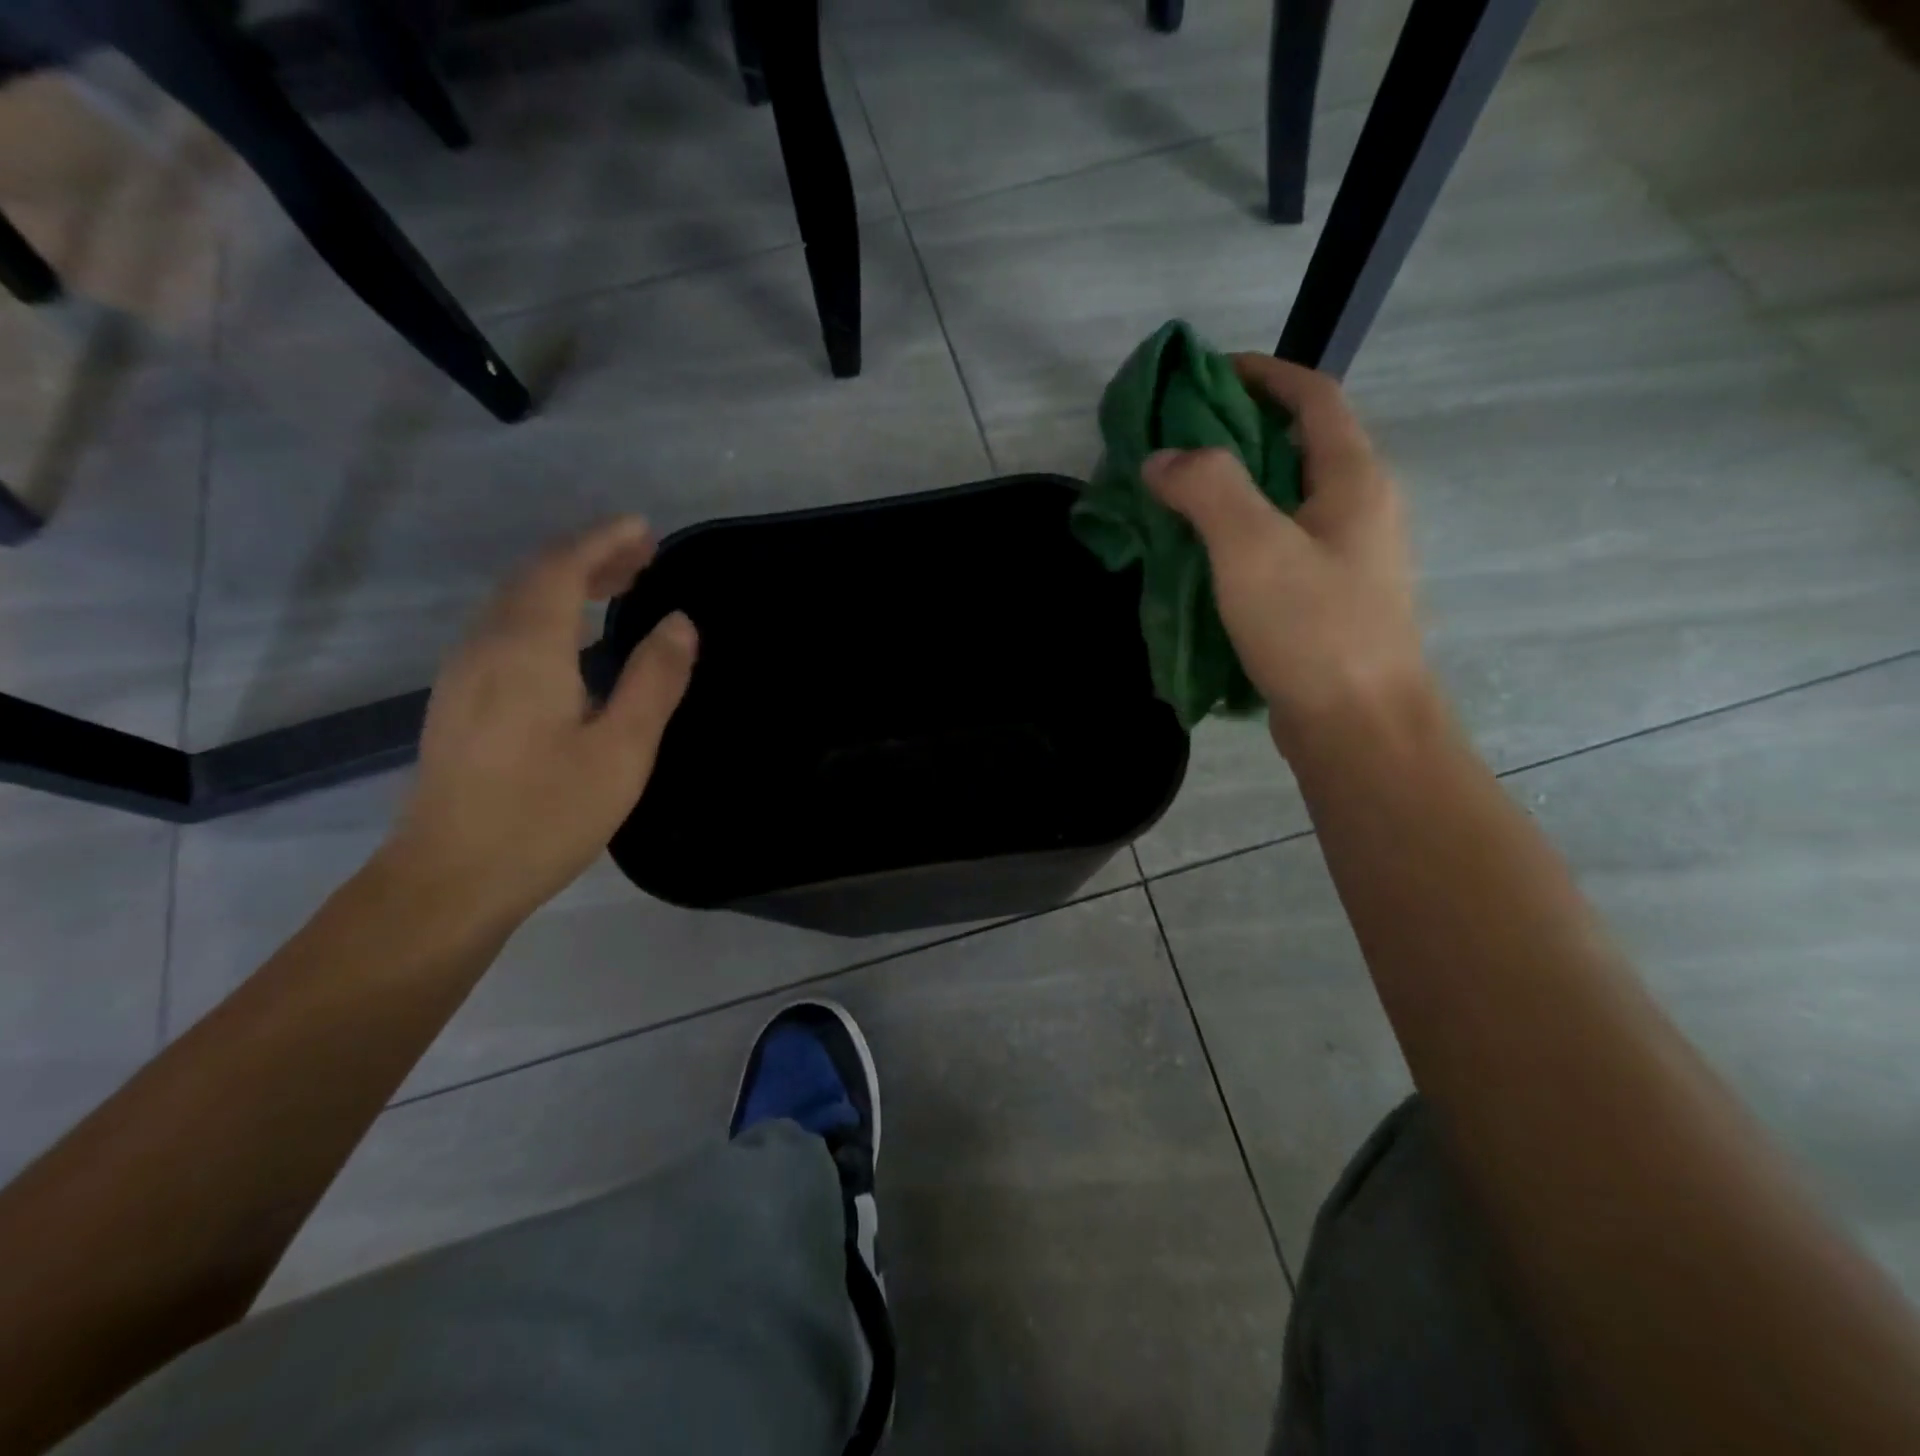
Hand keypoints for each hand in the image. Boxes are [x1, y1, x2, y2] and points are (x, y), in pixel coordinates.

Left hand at [386, 518, 696, 926]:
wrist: (450, 879)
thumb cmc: (546, 813)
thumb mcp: (622, 749)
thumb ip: (654, 680)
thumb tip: (680, 623)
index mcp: (526, 649)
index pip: (561, 568)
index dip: (602, 541)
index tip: (643, 528)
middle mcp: (485, 646)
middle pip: (534, 578)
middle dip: (587, 556)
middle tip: (642, 555)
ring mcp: (464, 674)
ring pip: (514, 603)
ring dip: (565, 583)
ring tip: (616, 585)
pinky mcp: (459, 701)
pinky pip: (505, 630)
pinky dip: (545, 612)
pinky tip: (571, 637)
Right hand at [1142, 355, 1428, 756]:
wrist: (1358, 728)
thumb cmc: (1313, 630)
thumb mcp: (1253, 548)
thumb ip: (1207, 489)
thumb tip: (1162, 458)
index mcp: (1354, 479)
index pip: (1313, 397)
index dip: (1263, 373)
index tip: (1205, 373)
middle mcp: (1359, 509)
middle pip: (1298, 446)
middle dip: (1237, 433)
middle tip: (1174, 444)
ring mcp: (1346, 559)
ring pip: (1285, 502)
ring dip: (1234, 490)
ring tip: (1176, 499)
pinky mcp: (1326, 600)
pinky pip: (1278, 548)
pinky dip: (1238, 537)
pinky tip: (1201, 559)